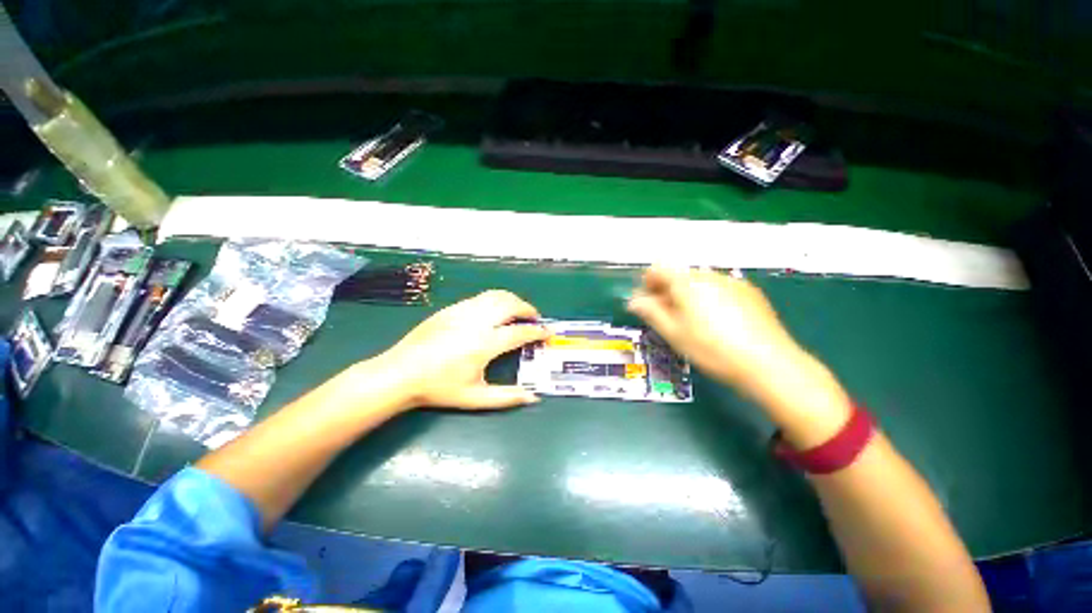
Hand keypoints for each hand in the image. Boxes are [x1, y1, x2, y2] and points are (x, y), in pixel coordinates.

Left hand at [375, 290, 549, 410]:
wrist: (400, 373)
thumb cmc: (439, 388)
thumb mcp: (475, 398)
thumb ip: (507, 397)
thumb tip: (533, 398)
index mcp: (486, 343)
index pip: (521, 332)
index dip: (539, 331)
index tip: (549, 332)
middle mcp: (478, 321)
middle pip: (511, 305)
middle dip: (528, 309)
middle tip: (535, 318)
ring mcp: (463, 311)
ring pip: (496, 296)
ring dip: (512, 300)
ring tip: (518, 311)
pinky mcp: (451, 308)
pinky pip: (480, 298)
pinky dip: (495, 300)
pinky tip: (493, 312)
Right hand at [627, 265, 850, 446]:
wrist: (769, 363)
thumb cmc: (712, 349)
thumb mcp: (674, 333)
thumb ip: (651, 312)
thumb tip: (634, 300)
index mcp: (687, 282)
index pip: (658, 269)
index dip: (647, 283)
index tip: (646, 302)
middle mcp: (709, 275)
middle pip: (679, 274)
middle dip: (666, 290)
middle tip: (665, 314)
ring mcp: (732, 281)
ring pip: (699, 281)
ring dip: (687, 294)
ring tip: (691, 320)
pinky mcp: (749, 291)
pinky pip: (719, 287)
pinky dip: (708, 297)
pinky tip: (716, 320)